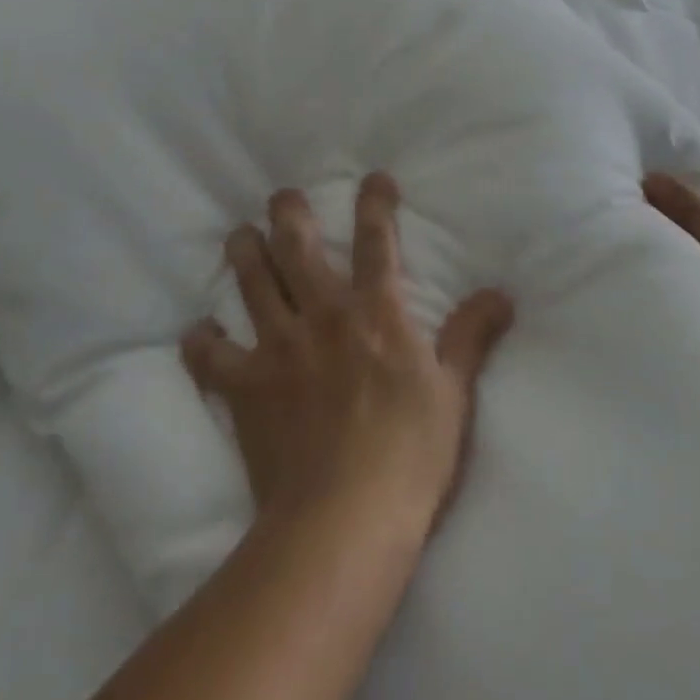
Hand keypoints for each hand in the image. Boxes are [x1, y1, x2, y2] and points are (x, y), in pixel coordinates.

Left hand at [181, 172, 515, 538]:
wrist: (346, 520)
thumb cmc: (410, 455)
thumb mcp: (454, 393)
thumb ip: (471, 337)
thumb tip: (503, 294)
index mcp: (374, 312)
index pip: (376, 241)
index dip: (375, 203)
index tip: (374, 179)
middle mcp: (322, 315)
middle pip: (296, 246)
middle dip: (288, 213)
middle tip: (281, 197)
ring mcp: (278, 348)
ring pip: (253, 282)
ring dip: (244, 253)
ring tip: (240, 236)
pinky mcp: (245, 388)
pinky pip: (211, 358)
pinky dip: (201, 344)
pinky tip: (197, 334)